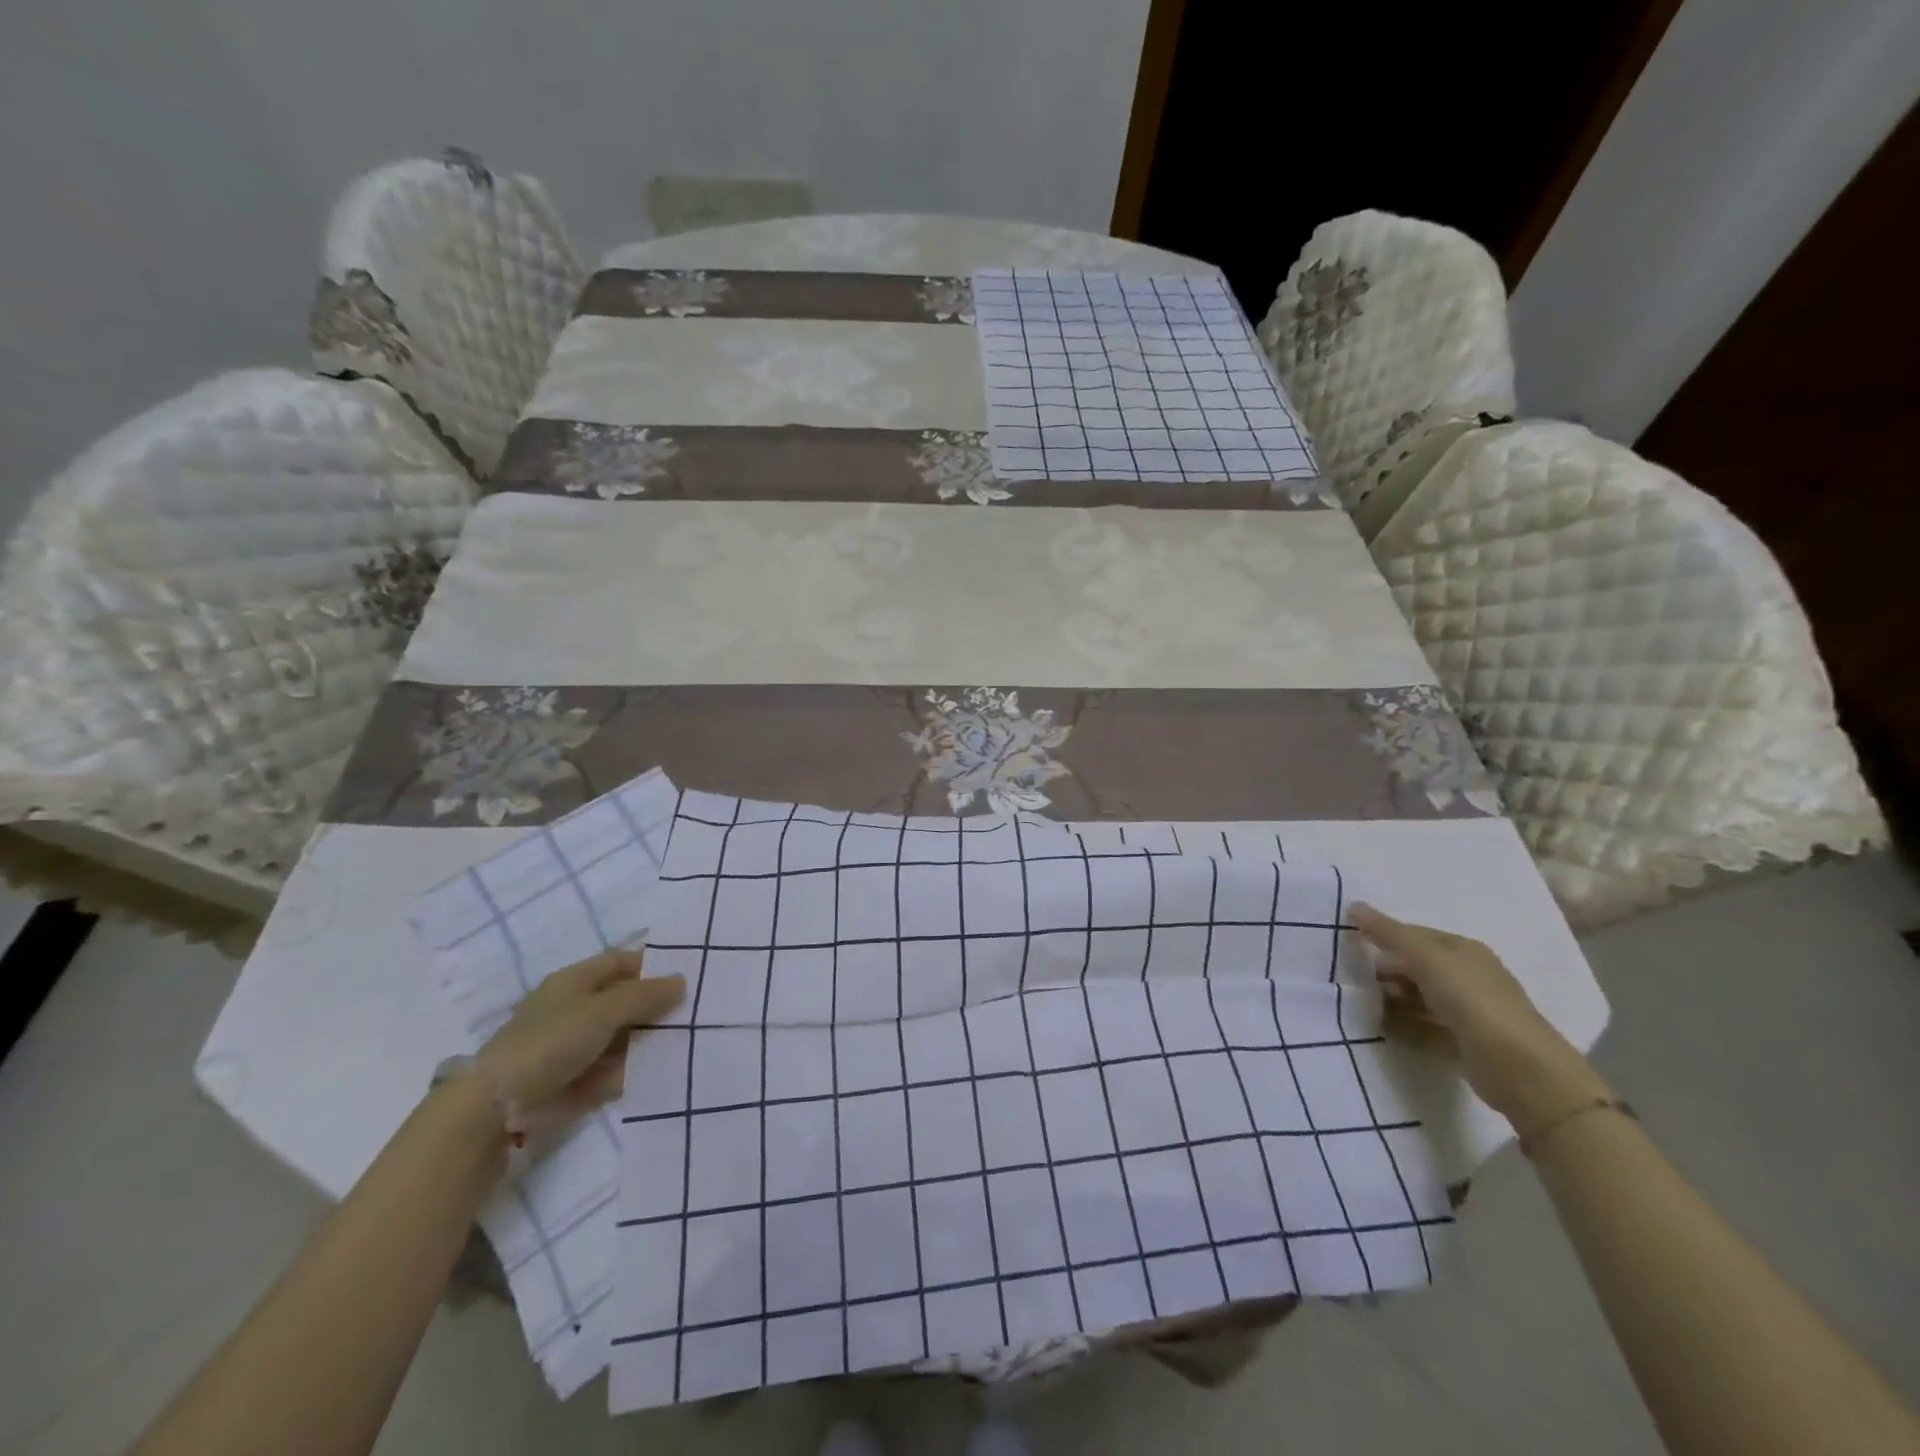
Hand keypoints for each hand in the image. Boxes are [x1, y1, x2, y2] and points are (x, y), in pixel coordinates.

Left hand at [471, 950, 684, 1138]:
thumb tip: (681, 981)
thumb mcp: (603, 1009)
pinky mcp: (585, 1078)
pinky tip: (674, 1065)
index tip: (690, 969)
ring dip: (655, 1036)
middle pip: (629, 999)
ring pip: (629, 1034)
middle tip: (702, 1004)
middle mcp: (580, 1009)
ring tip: (696, 1035)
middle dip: (660, 1003)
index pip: (622, 962)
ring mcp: (582, 1045)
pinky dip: (642, 1067)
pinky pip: (622, 1067)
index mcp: (577, 981)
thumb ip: (644, 995)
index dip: (653, 962)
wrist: (501, 1106)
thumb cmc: (551, 1041)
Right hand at [1351, 904, 1609, 1129]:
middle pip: (1416, 966)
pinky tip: (1381, 1026)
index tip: (1351, 944)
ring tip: (1361, 1003)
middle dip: (1386, 970)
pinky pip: (1423, 1025)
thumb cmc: (1473, 1001)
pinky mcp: (1464, 1042)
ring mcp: (1468, 1011)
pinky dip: (1403, 1024)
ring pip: (1419, 997)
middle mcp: (1468, 976)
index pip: (1415, 934)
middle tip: (1353, 977)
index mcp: (1463, 950)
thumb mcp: (1427, 958)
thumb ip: (1390, 934)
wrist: (1520, 1069)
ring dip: (1391, 998)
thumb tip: (1354, 906)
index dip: (1384, 936)